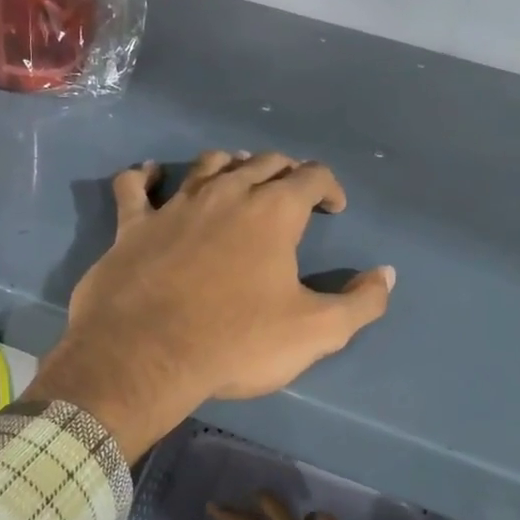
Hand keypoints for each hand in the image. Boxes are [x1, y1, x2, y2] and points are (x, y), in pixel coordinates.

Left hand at [28, 152, 393, 460]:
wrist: (146, 356)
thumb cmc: (236, 342)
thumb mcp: (316, 332)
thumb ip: (361, 303)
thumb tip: (385, 275)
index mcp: (273, 212)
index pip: (311, 176)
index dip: (329, 187)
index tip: (334, 208)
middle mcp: (226, 194)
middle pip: (263, 163)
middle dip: (285, 172)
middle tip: (292, 194)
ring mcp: (175, 205)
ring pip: (208, 164)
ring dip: (229, 164)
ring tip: (238, 176)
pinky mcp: (134, 225)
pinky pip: (134, 186)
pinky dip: (144, 176)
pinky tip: (150, 174)